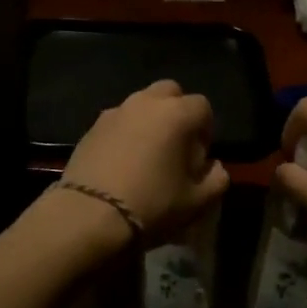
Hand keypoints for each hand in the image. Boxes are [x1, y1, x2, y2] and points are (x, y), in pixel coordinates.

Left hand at [59, 80, 229, 252]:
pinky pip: (118, 120)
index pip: (203, 107)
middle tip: (176, 144)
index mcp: (177, 114)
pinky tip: (122, 161)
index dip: (206, 129)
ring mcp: (116, 111)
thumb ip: (216, 178)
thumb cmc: (152, 204)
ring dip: (150, 120)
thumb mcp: (197, 201)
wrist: (89, 215)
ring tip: (148, 153)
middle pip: (170, 92)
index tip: (200, 155)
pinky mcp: (92, 126)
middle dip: (178, 112)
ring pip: (141, 103)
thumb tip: (214, 166)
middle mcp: (147, 102)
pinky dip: (126, 132)